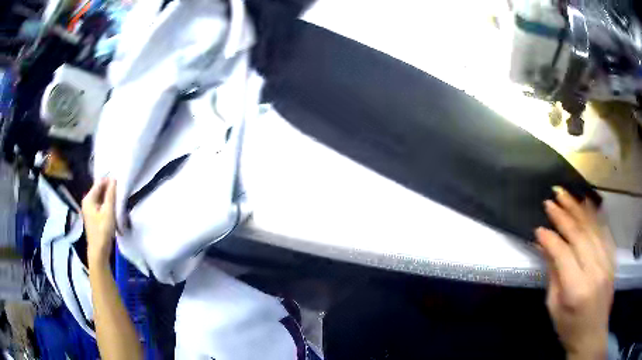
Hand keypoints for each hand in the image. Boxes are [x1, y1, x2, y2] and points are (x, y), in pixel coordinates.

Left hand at [82, 178, 116, 264]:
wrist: (99, 251)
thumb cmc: (103, 231)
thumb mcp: (108, 211)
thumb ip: (111, 194)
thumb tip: (114, 179)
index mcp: (88, 198)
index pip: (100, 182)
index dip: (110, 181)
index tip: (121, 183)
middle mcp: (87, 201)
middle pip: (100, 189)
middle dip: (110, 189)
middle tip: (121, 191)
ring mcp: (89, 209)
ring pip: (101, 197)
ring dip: (109, 197)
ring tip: (119, 199)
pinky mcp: (93, 215)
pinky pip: (101, 204)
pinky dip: (107, 204)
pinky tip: (113, 208)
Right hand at [536, 187, 614, 359]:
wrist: (592, 336)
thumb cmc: (569, 329)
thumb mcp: (554, 308)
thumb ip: (553, 274)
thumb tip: (545, 246)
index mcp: (577, 289)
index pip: (563, 254)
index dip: (550, 239)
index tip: (538, 228)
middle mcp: (595, 271)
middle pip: (580, 235)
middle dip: (564, 215)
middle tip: (551, 200)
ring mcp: (607, 263)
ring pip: (593, 229)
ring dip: (578, 209)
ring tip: (566, 194)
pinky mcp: (612, 259)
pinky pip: (604, 232)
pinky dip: (595, 215)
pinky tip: (587, 203)